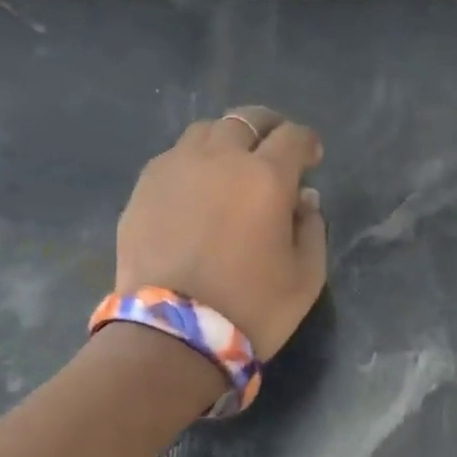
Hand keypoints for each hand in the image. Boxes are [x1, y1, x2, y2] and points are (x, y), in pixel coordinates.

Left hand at [114, 106, 327, 356]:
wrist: (171, 336)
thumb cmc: (252, 307)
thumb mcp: (307, 275)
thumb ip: (313, 227)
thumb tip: (304, 199)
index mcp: (266, 177)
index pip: (293, 137)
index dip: (307, 144)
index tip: (312, 160)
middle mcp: (220, 159)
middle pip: (247, 119)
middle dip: (268, 128)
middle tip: (274, 150)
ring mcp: (175, 169)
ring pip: (206, 131)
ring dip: (227, 140)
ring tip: (231, 165)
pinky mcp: (144, 189)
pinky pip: (174, 157)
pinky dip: (193, 162)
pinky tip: (197, 189)